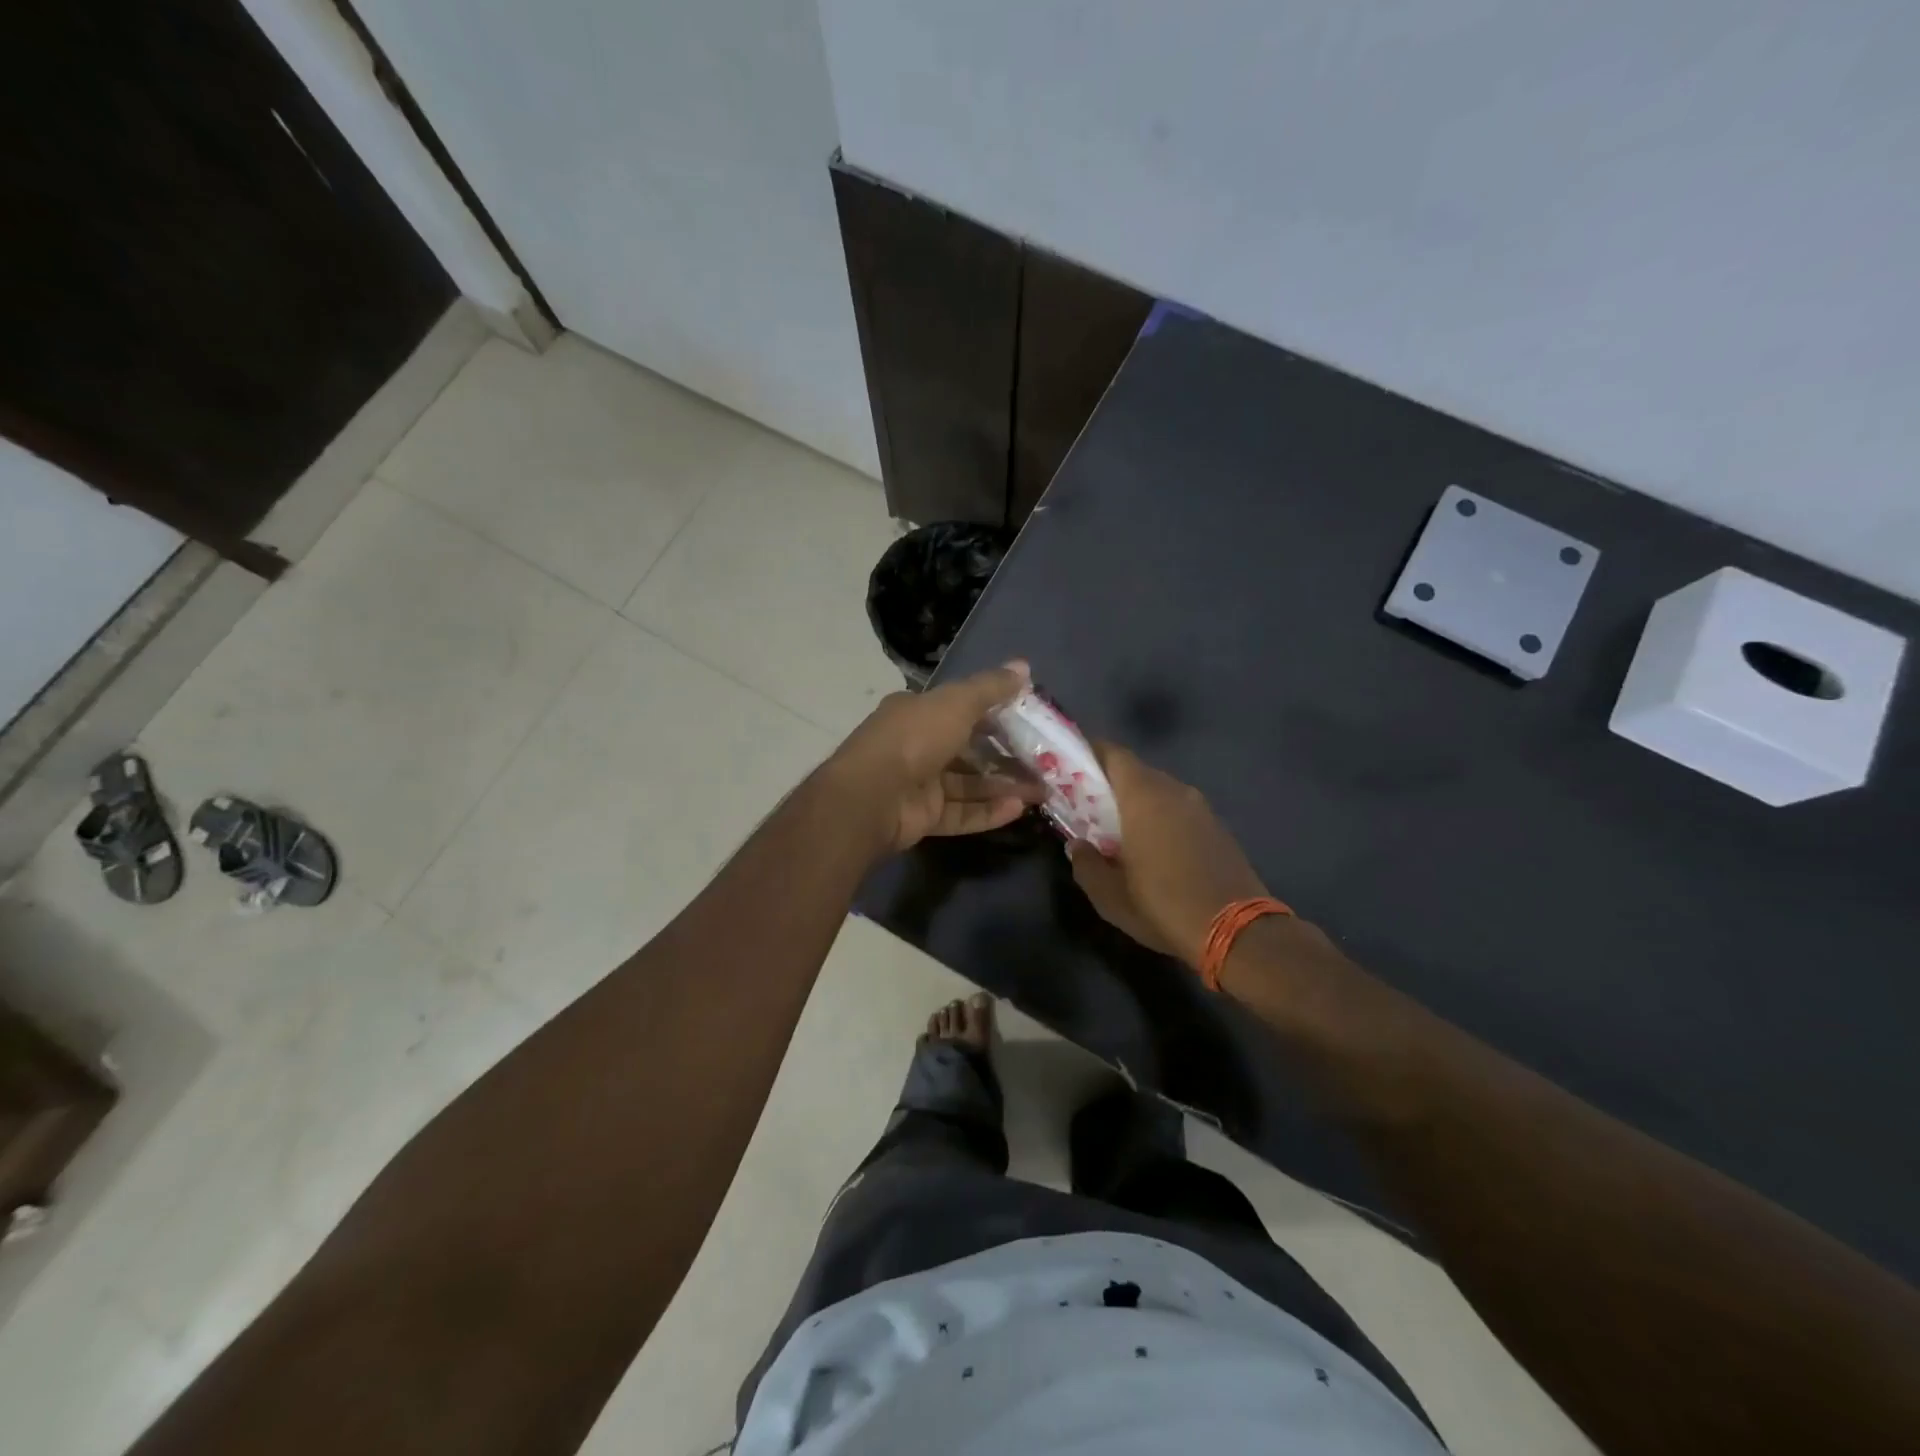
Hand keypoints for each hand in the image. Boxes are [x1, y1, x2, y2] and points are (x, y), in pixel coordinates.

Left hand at [825, 662, 1045, 853]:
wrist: (872, 796)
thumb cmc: (915, 738)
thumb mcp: (957, 703)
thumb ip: (991, 687)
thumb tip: (1023, 666)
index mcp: (917, 712)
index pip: (960, 709)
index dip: (995, 714)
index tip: (1029, 721)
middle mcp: (916, 746)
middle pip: (968, 750)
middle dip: (1006, 756)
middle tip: (1044, 762)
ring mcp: (919, 784)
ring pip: (968, 785)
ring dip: (1003, 786)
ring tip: (1041, 790)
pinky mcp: (923, 817)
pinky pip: (961, 814)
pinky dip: (988, 812)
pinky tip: (1019, 809)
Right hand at [1068, 743, 1268, 967]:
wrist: (1238, 931)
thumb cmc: (1163, 905)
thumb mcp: (1110, 896)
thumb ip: (1086, 864)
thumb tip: (1078, 846)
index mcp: (1143, 797)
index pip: (1114, 754)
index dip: (1092, 754)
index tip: (1073, 766)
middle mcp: (1174, 791)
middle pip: (1137, 772)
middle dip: (1112, 783)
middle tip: (1091, 806)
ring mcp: (1201, 808)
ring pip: (1161, 791)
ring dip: (1140, 802)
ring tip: (1122, 830)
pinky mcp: (1219, 827)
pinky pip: (1181, 810)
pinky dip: (1163, 818)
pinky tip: (1157, 848)